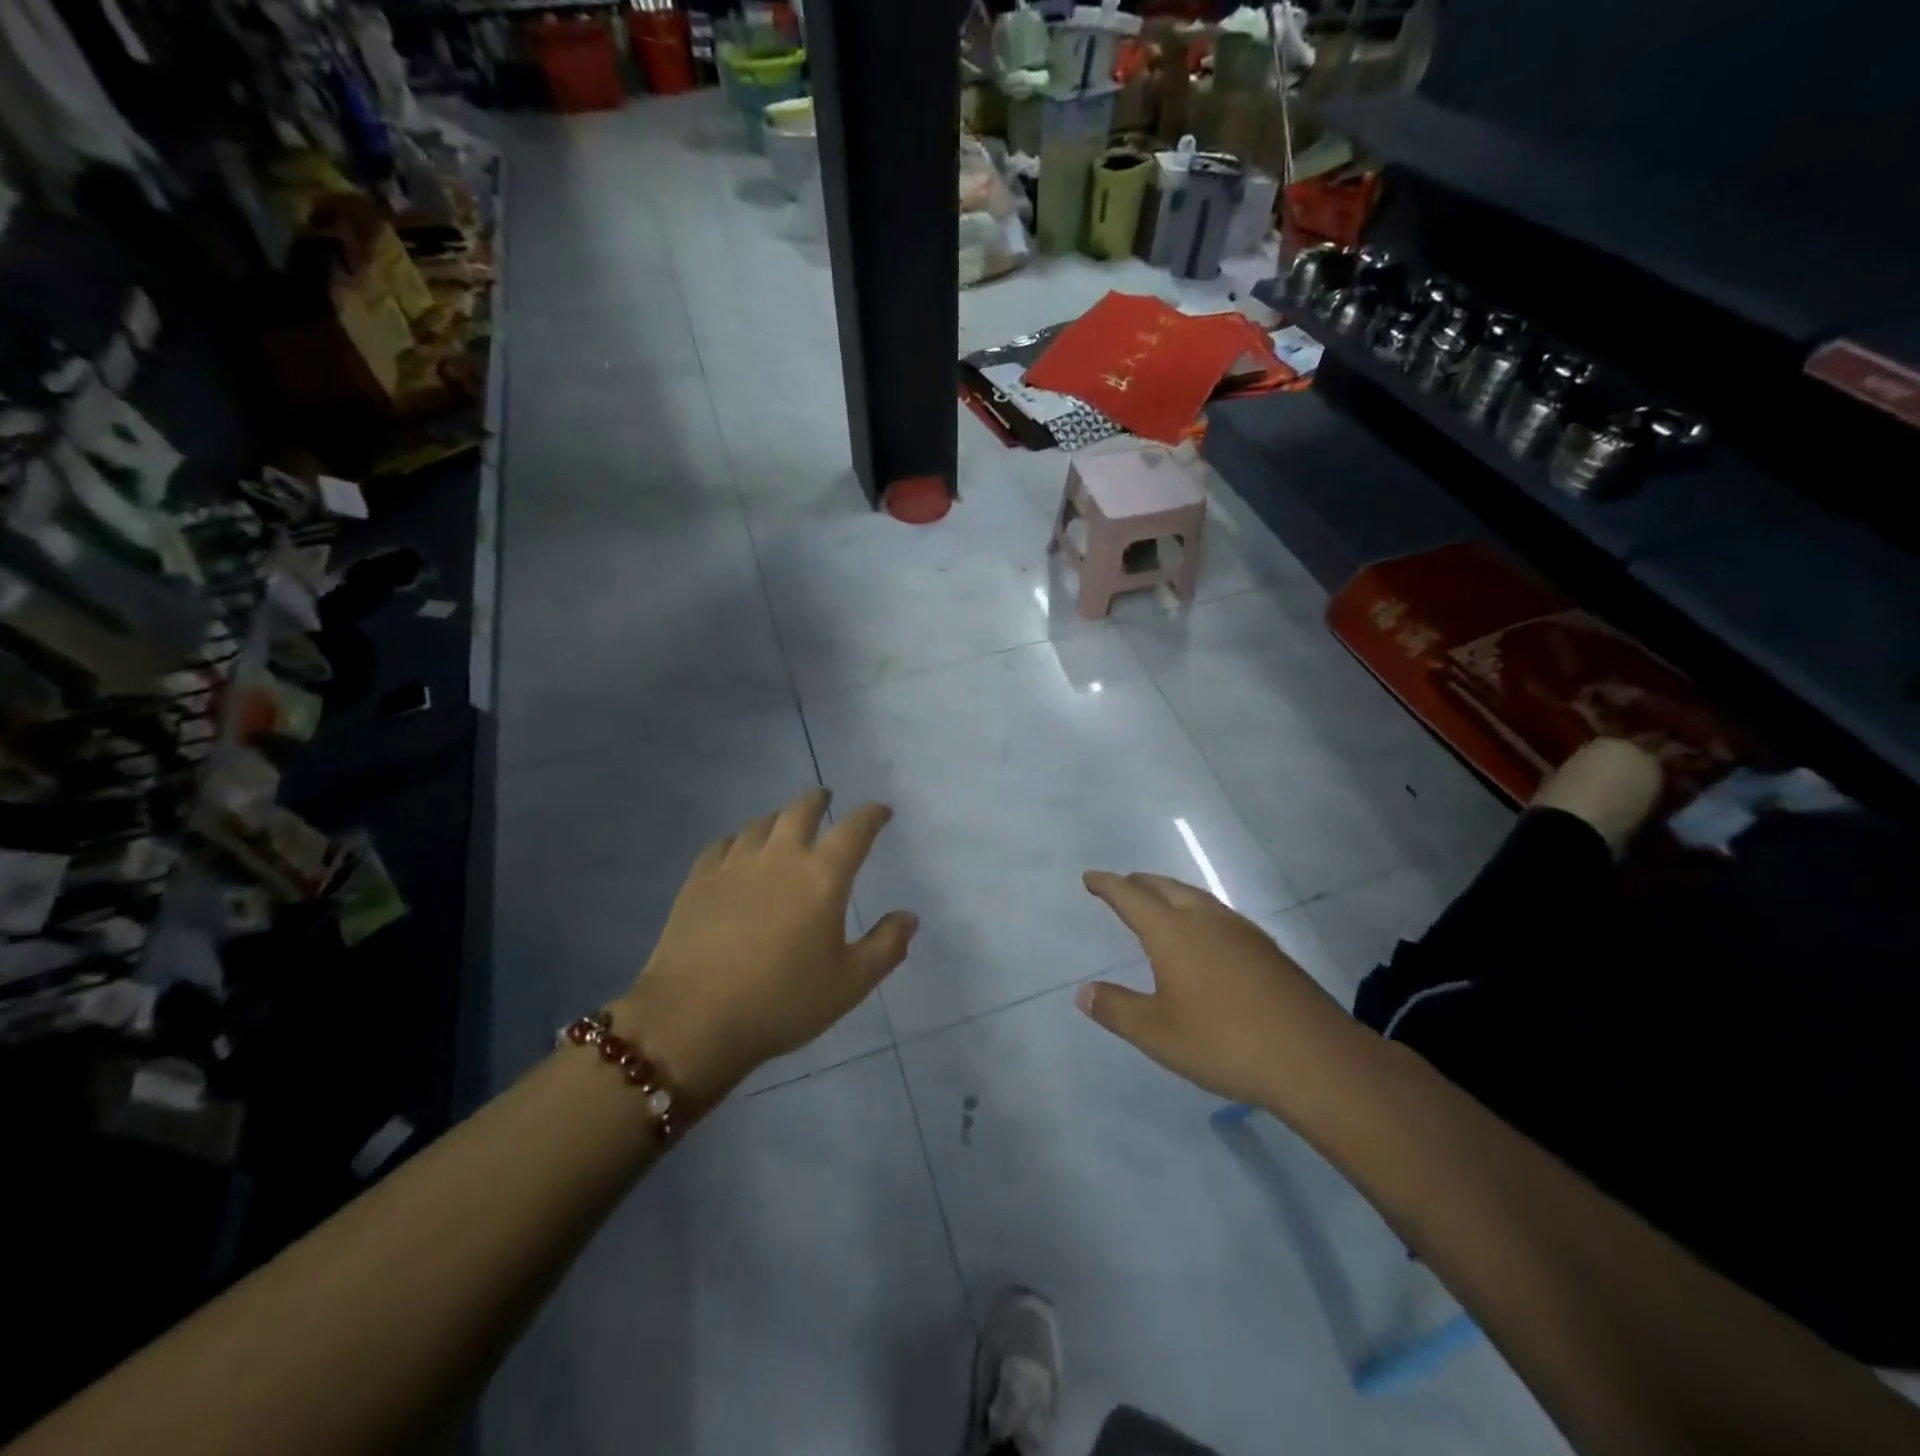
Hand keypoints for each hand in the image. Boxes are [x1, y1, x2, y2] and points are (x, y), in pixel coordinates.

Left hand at [616, 789, 916, 1102]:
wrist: (693, 1019)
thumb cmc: (782, 1001)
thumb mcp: (849, 984)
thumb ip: (886, 946)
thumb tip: (909, 917)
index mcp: (822, 877)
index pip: (855, 830)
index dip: (872, 815)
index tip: (882, 812)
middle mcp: (780, 857)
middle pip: (802, 810)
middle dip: (819, 800)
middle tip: (826, 799)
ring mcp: (734, 864)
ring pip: (761, 824)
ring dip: (779, 819)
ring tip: (783, 826)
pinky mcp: (699, 879)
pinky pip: (722, 844)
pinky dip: (738, 841)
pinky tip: (737, 853)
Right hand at [1076, 871, 1367, 1114]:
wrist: (1313, 1057)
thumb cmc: (1223, 1042)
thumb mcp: (1157, 1033)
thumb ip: (1116, 1009)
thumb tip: (1083, 992)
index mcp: (1172, 932)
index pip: (1131, 897)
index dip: (1107, 885)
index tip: (1090, 877)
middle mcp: (1205, 920)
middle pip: (1166, 888)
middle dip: (1140, 883)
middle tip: (1122, 885)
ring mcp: (1241, 931)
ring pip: (1197, 897)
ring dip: (1171, 893)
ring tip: (1160, 902)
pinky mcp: (1267, 949)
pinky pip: (1220, 914)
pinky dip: (1198, 911)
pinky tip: (1207, 934)